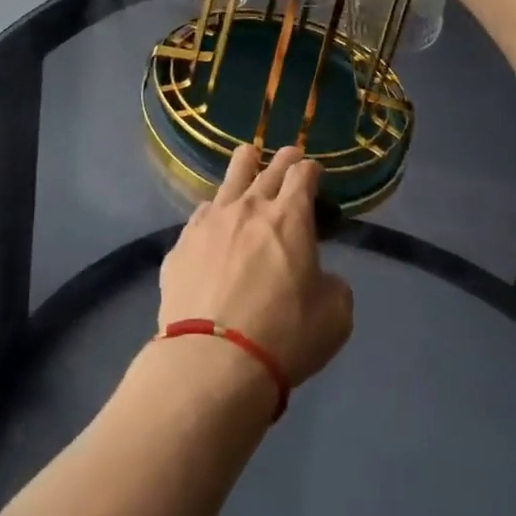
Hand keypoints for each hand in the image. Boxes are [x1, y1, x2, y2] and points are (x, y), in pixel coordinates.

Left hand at [158, 145, 353, 387]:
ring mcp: (209, 222)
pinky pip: (201, 215)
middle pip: (267, 169)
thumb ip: (333, 285)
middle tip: (289, 155)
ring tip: (248, 157)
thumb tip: (320, 277)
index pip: (303, 175)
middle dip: (283, 159)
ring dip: (244, 166)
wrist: (212, 360)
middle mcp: (248, 208)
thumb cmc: (284, 336)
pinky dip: (215, 212)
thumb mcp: (335, 316)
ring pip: (229, 179)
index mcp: (289, 217)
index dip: (311, 169)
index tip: (314, 172)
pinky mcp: (181, 244)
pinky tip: (213, 219)